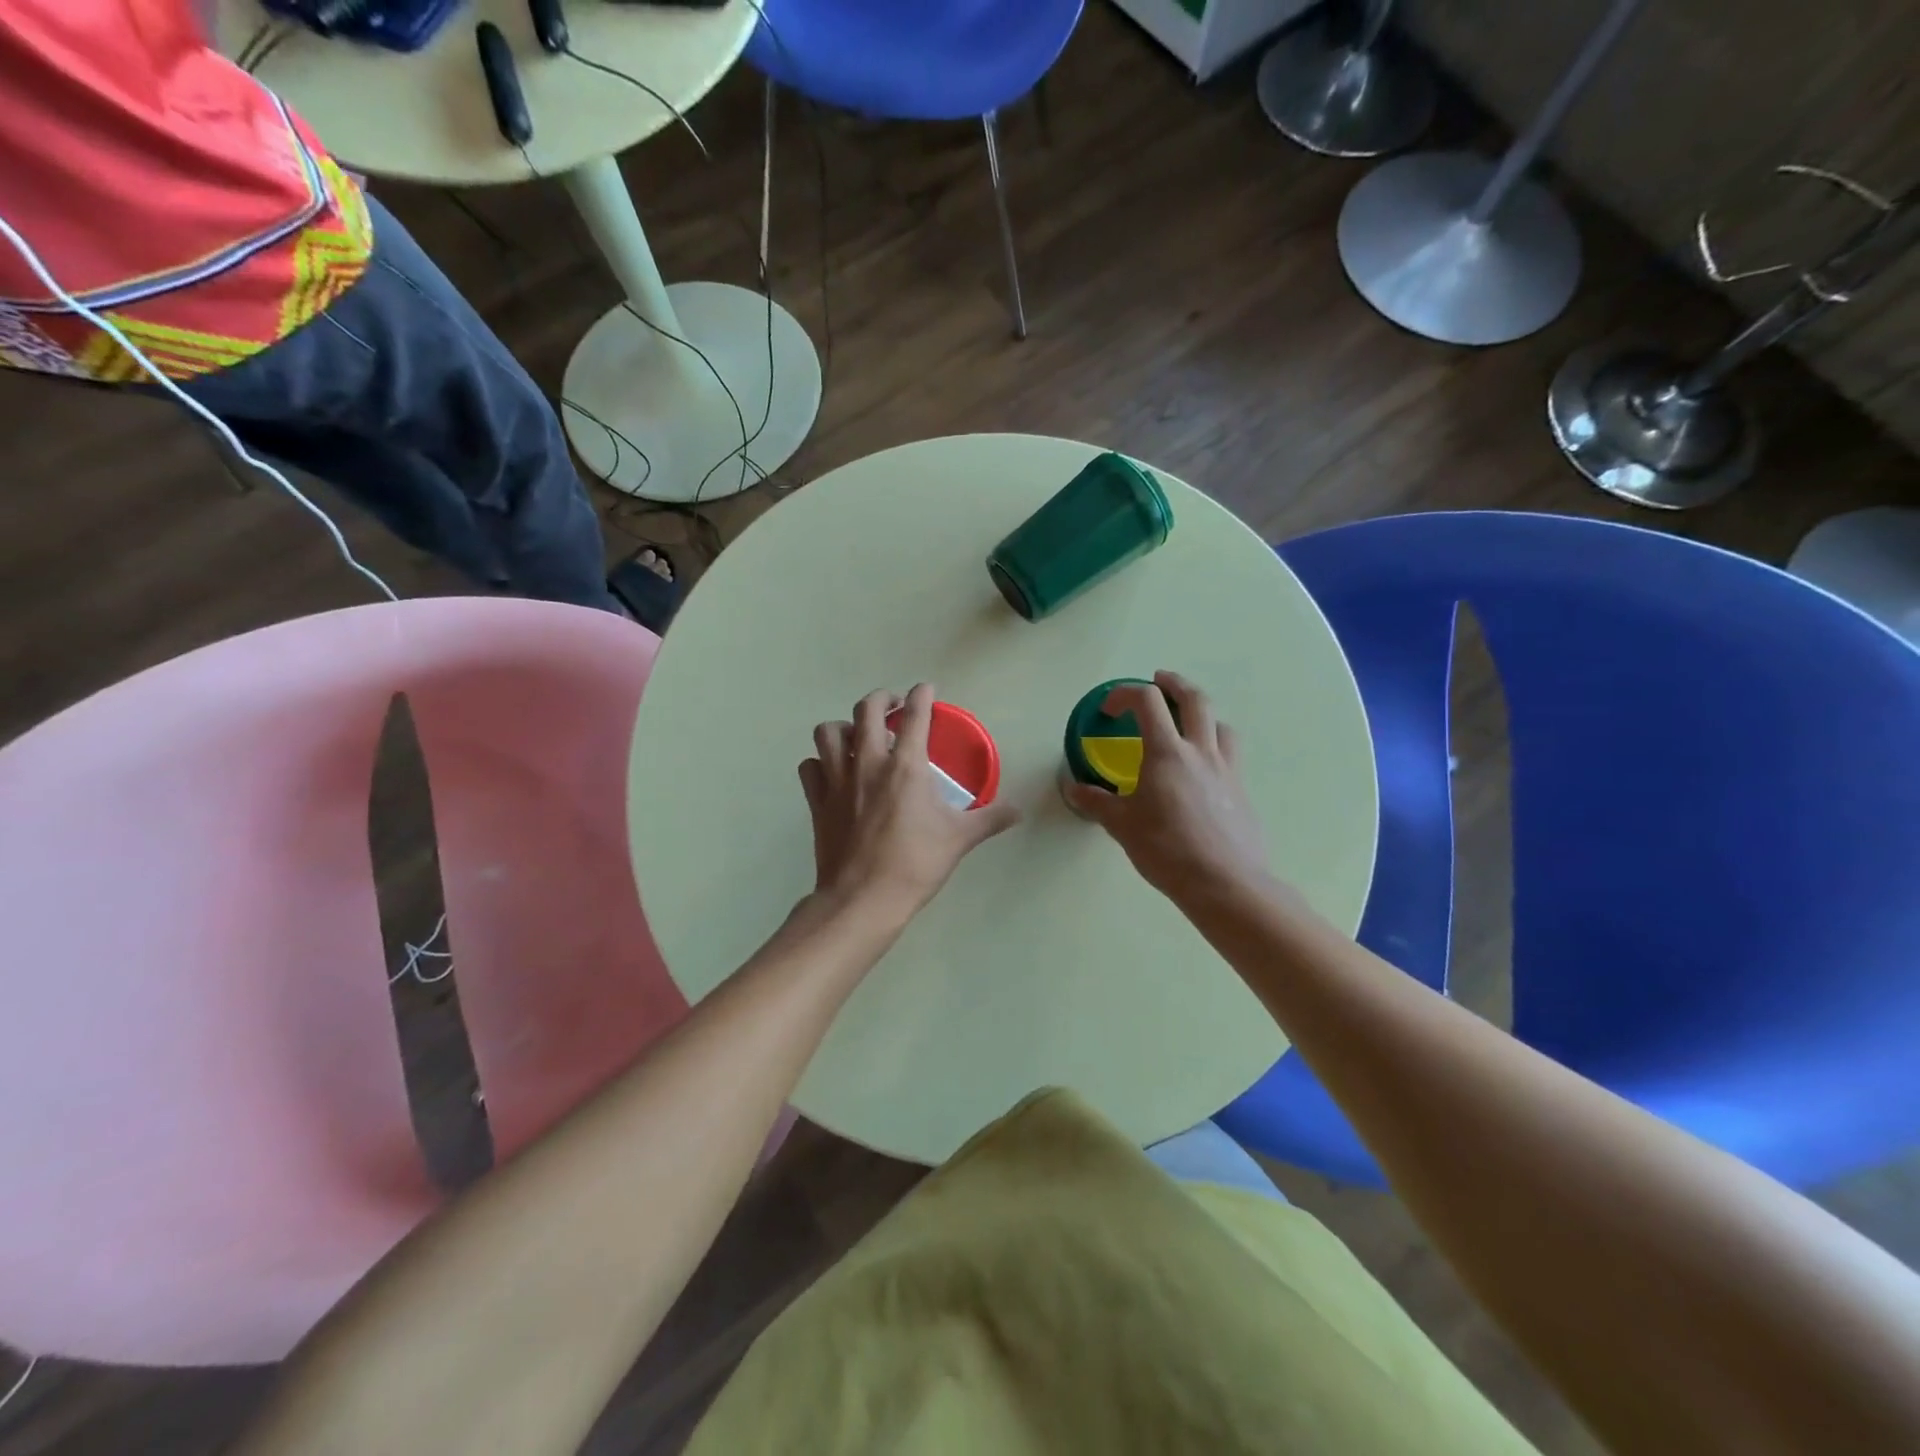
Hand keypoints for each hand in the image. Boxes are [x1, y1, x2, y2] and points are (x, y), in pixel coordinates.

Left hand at [799, 684, 1020, 922]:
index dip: (922, 695)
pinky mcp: (817, 802)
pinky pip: (810, 767)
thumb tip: (1018, 811)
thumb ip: (990, 819)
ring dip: (844, 726)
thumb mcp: (960, 839)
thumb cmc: (915, 864)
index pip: (915, 715)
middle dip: (882, 699)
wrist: (863, 899)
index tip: (926, 689)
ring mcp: (837, 781)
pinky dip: (819, 762)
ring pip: (828, 732)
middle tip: (893, 708)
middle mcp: (868, 763)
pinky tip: (832, 772)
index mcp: (906, 766)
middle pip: (866, 710)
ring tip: (857, 736)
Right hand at [1063, 671, 1271, 905]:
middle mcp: (1200, 751)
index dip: (1124, 694)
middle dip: (1174, 684)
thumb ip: (1096, 802)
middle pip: (1194, 699)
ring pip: (1220, 724)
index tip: (1108, 709)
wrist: (1225, 883)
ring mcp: (1226, 769)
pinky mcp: (1241, 790)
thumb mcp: (1121, 826)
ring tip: (1187, 722)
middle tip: (1160, 681)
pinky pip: (1229, 753)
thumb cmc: (1166, 849)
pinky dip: (1214, 745)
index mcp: (1166, 752)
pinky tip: (1202, 768)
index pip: (1147, 701)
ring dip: (1201, 713)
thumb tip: (1072, 787)